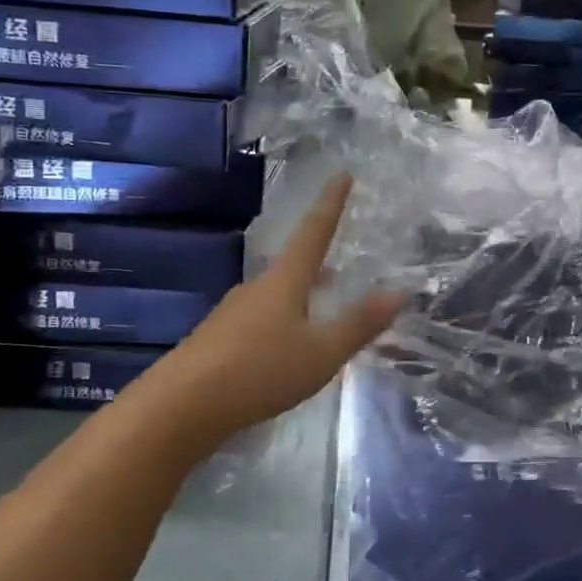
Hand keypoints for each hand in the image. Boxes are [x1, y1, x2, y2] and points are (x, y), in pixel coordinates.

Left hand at [149, 174, 403, 446]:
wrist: (182, 405)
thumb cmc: (260, 371)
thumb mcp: (321, 353)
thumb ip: (359, 324)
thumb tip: (400, 292)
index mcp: (284, 281)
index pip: (314, 232)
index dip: (331, 204)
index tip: (342, 174)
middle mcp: (256, 288)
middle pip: (292, 266)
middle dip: (317, 263)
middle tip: (339, 267)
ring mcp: (232, 313)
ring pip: (274, 295)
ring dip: (299, 296)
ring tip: (318, 310)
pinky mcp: (216, 339)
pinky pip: (258, 320)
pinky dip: (280, 322)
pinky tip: (283, 349)